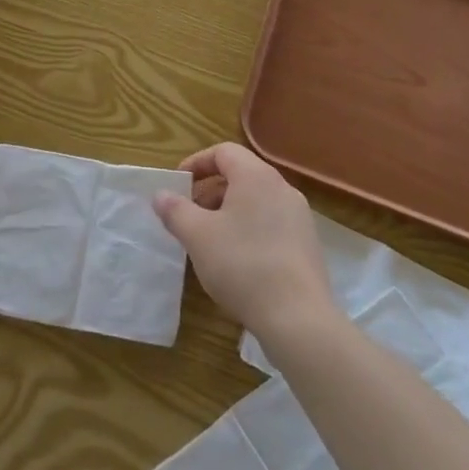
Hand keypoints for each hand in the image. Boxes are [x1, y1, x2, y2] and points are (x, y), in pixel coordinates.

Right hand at [152, 142, 334, 342]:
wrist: (298, 317)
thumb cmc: (242, 265)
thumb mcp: (197, 236)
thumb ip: (175, 210)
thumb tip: (161, 195)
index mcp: (256, 176)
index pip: (224, 152)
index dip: (197, 163)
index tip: (178, 185)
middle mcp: (282, 188)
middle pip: (241, 175)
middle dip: (210, 191)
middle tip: (190, 216)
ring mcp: (299, 216)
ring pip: (256, 201)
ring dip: (228, 212)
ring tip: (210, 241)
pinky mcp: (307, 244)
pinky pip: (271, 222)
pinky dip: (249, 229)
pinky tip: (238, 261)